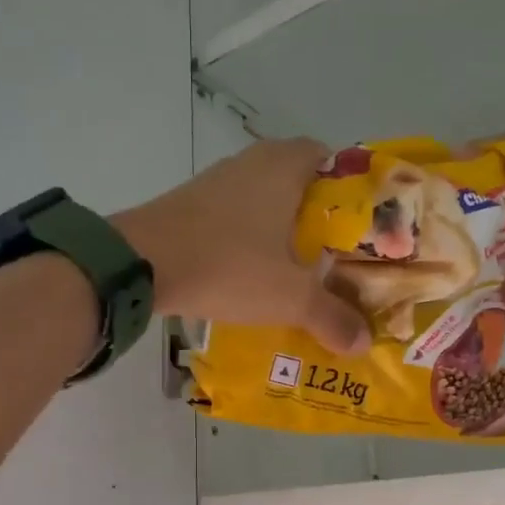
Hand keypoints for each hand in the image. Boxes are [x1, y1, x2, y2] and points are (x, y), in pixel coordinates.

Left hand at [115, 139, 371, 354]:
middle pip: (298, 182)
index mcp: (285, 166)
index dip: (350, 193)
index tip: (359, 229)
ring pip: (263, 199)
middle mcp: (252, 162)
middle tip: (332, 257)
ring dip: (278, 229)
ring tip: (295, 270)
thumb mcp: (288, 297)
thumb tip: (363, 344)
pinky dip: (247, 238)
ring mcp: (216, 181)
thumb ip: (330, 317)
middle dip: (316, 218)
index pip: (332, 161)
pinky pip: (232, 216)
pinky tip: (250, 272)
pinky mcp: (189, 204)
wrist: (141, 263)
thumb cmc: (227, 265)